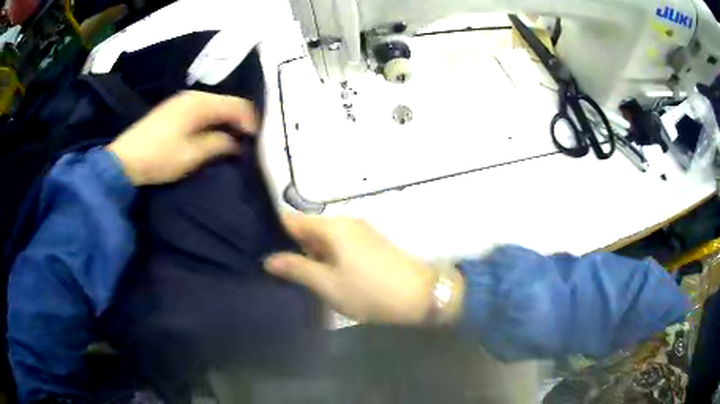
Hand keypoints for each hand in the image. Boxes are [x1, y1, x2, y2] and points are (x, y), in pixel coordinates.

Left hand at [107, 91, 256, 185]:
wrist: (124, 161)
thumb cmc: (159, 158)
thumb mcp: (192, 155)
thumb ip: (218, 144)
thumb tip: (236, 143)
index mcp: (200, 103)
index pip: (237, 105)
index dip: (251, 121)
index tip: (258, 141)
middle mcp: (194, 96)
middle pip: (227, 103)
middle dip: (240, 121)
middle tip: (248, 142)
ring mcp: (182, 101)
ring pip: (215, 106)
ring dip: (226, 121)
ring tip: (233, 140)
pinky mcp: (173, 109)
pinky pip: (202, 110)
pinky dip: (212, 121)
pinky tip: (213, 134)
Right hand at [265, 215, 462, 324]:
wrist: (421, 294)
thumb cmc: (369, 290)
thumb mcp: (327, 284)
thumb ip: (296, 268)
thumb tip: (268, 258)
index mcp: (331, 226)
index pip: (291, 220)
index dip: (273, 232)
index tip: (257, 246)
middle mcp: (345, 222)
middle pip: (308, 229)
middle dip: (292, 247)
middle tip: (276, 269)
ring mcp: (361, 232)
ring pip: (324, 239)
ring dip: (310, 255)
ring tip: (295, 275)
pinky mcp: (371, 244)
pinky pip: (340, 246)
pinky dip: (328, 258)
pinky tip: (323, 275)